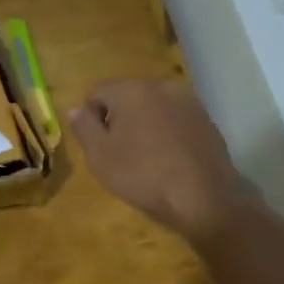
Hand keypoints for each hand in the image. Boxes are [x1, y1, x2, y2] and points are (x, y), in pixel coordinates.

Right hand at [68, 78, 251, 243]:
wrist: (205, 197)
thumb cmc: (144, 175)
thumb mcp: (100, 156)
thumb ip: (84, 127)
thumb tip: (76, 109)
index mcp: (131, 90)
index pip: (97, 91)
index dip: (90, 117)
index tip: (96, 145)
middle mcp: (161, 85)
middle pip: (127, 96)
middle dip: (118, 118)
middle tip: (117, 153)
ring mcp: (188, 101)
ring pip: (153, 107)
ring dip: (144, 125)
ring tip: (144, 158)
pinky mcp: (206, 120)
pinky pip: (175, 120)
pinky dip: (167, 133)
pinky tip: (169, 160)